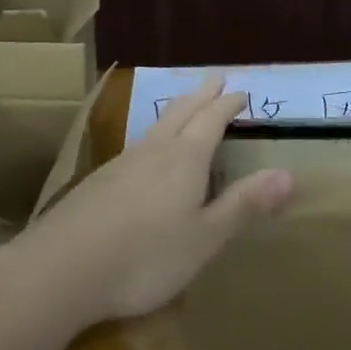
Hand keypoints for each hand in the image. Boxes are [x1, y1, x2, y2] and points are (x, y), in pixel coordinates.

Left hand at [6, 76, 292, 328]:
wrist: (61, 269)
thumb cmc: (145, 257)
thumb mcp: (205, 238)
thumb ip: (244, 205)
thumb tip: (289, 174)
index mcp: (184, 159)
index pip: (211, 120)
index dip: (228, 104)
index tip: (241, 91)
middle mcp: (153, 151)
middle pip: (181, 112)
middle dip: (201, 95)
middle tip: (214, 79)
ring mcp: (120, 164)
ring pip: (155, 126)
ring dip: (175, 111)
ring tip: (183, 107)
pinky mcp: (96, 183)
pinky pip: (135, 146)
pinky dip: (152, 136)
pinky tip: (143, 154)